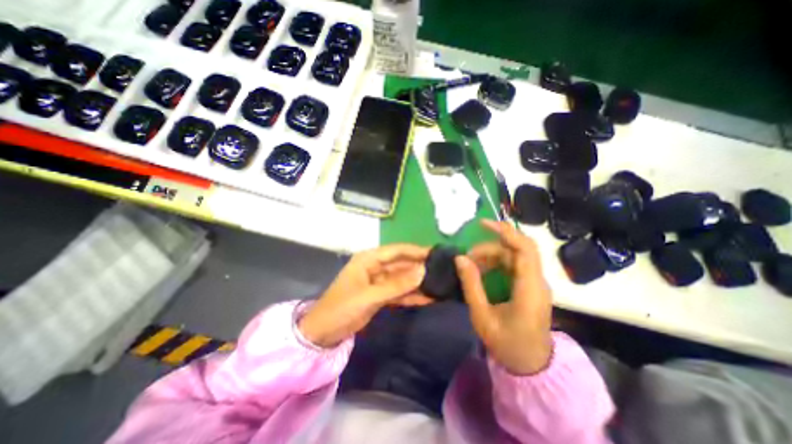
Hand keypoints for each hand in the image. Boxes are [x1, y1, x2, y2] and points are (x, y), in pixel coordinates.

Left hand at [297, 245, 431, 347]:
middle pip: (402, 264)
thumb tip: (423, 270)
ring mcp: (379, 282)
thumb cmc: (342, 308)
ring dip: (418, 282)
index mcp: (369, 259)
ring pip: (402, 279)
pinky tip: (428, 298)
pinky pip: (399, 292)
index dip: (416, 251)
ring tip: (440, 284)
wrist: (323, 334)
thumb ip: (397, 284)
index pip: (397, 250)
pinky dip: (412, 295)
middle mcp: (375, 267)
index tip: (436, 253)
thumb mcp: (369, 296)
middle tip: (443, 270)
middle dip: (420, 267)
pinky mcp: (381, 295)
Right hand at [456, 218, 552, 373]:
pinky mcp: (530, 286)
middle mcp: (537, 281)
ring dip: (492, 254)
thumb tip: (459, 258)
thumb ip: (471, 285)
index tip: (482, 224)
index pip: (524, 249)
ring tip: (471, 263)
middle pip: (519, 248)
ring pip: (515, 255)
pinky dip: (497, 262)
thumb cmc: (506, 343)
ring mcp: (535, 283)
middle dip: (493, 244)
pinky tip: (483, 269)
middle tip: (469, 254)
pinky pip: (514, 264)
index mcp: (529, 288)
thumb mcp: (482, 316)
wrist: (531, 365)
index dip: (505, 232)